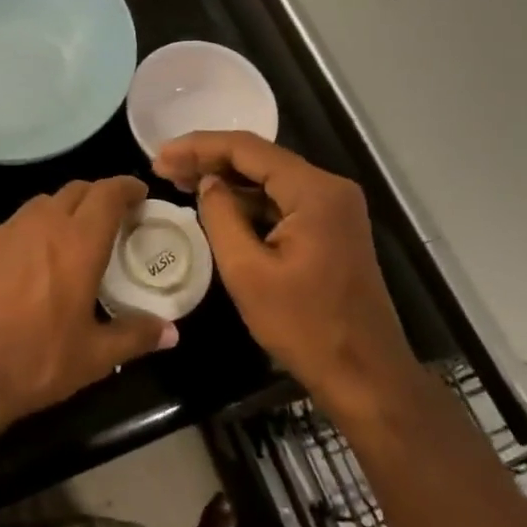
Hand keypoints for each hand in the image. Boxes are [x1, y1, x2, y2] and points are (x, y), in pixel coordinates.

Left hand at [0, 178, 177, 437]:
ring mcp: (6, 230)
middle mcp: (43, 223)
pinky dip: (32, 231)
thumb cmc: (35, 360)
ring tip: (72, 237)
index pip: (108, 193)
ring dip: (63, 210)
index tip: (139, 194)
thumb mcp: (93, 357)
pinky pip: (15, 225)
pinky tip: (30, 262)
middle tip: (111, 217)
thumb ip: (135, 336)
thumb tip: (171, 332)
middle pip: (76, 190)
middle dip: (97, 195)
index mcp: (78, 242)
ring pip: (43, 203)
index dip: (126, 187)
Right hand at [153, 132, 418, 413]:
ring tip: (179, 180)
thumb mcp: (247, 272)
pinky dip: (247, 199)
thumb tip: (207, 183)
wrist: (368, 379)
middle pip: (258, 158)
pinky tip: (216, 203)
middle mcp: (328, 187)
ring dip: (226, 178)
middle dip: (209, 159)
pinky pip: (281, 200)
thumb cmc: (305, 327)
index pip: (246, 148)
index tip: (159, 156)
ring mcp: (332, 206)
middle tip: (163, 166)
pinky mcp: (330, 226)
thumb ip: (221, 216)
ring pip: (269, 178)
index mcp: (313, 190)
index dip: (198, 147)